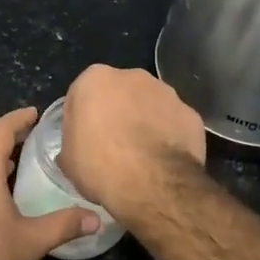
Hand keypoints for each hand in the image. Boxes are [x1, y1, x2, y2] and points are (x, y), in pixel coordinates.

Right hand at [59, 65, 205, 223]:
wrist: (153, 184)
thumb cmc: (100, 166)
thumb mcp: (68, 160)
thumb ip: (72, 143)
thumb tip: (78, 148)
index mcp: (95, 79)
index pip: (81, 95)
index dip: (81, 119)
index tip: (84, 142)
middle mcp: (132, 76)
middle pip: (119, 94)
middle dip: (116, 113)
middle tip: (112, 147)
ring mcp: (166, 92)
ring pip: (149, 105)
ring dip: (144, 122)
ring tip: (141, 156)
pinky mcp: (191, 113)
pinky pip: (173, 123)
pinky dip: (169, 136)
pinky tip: (163, 161)